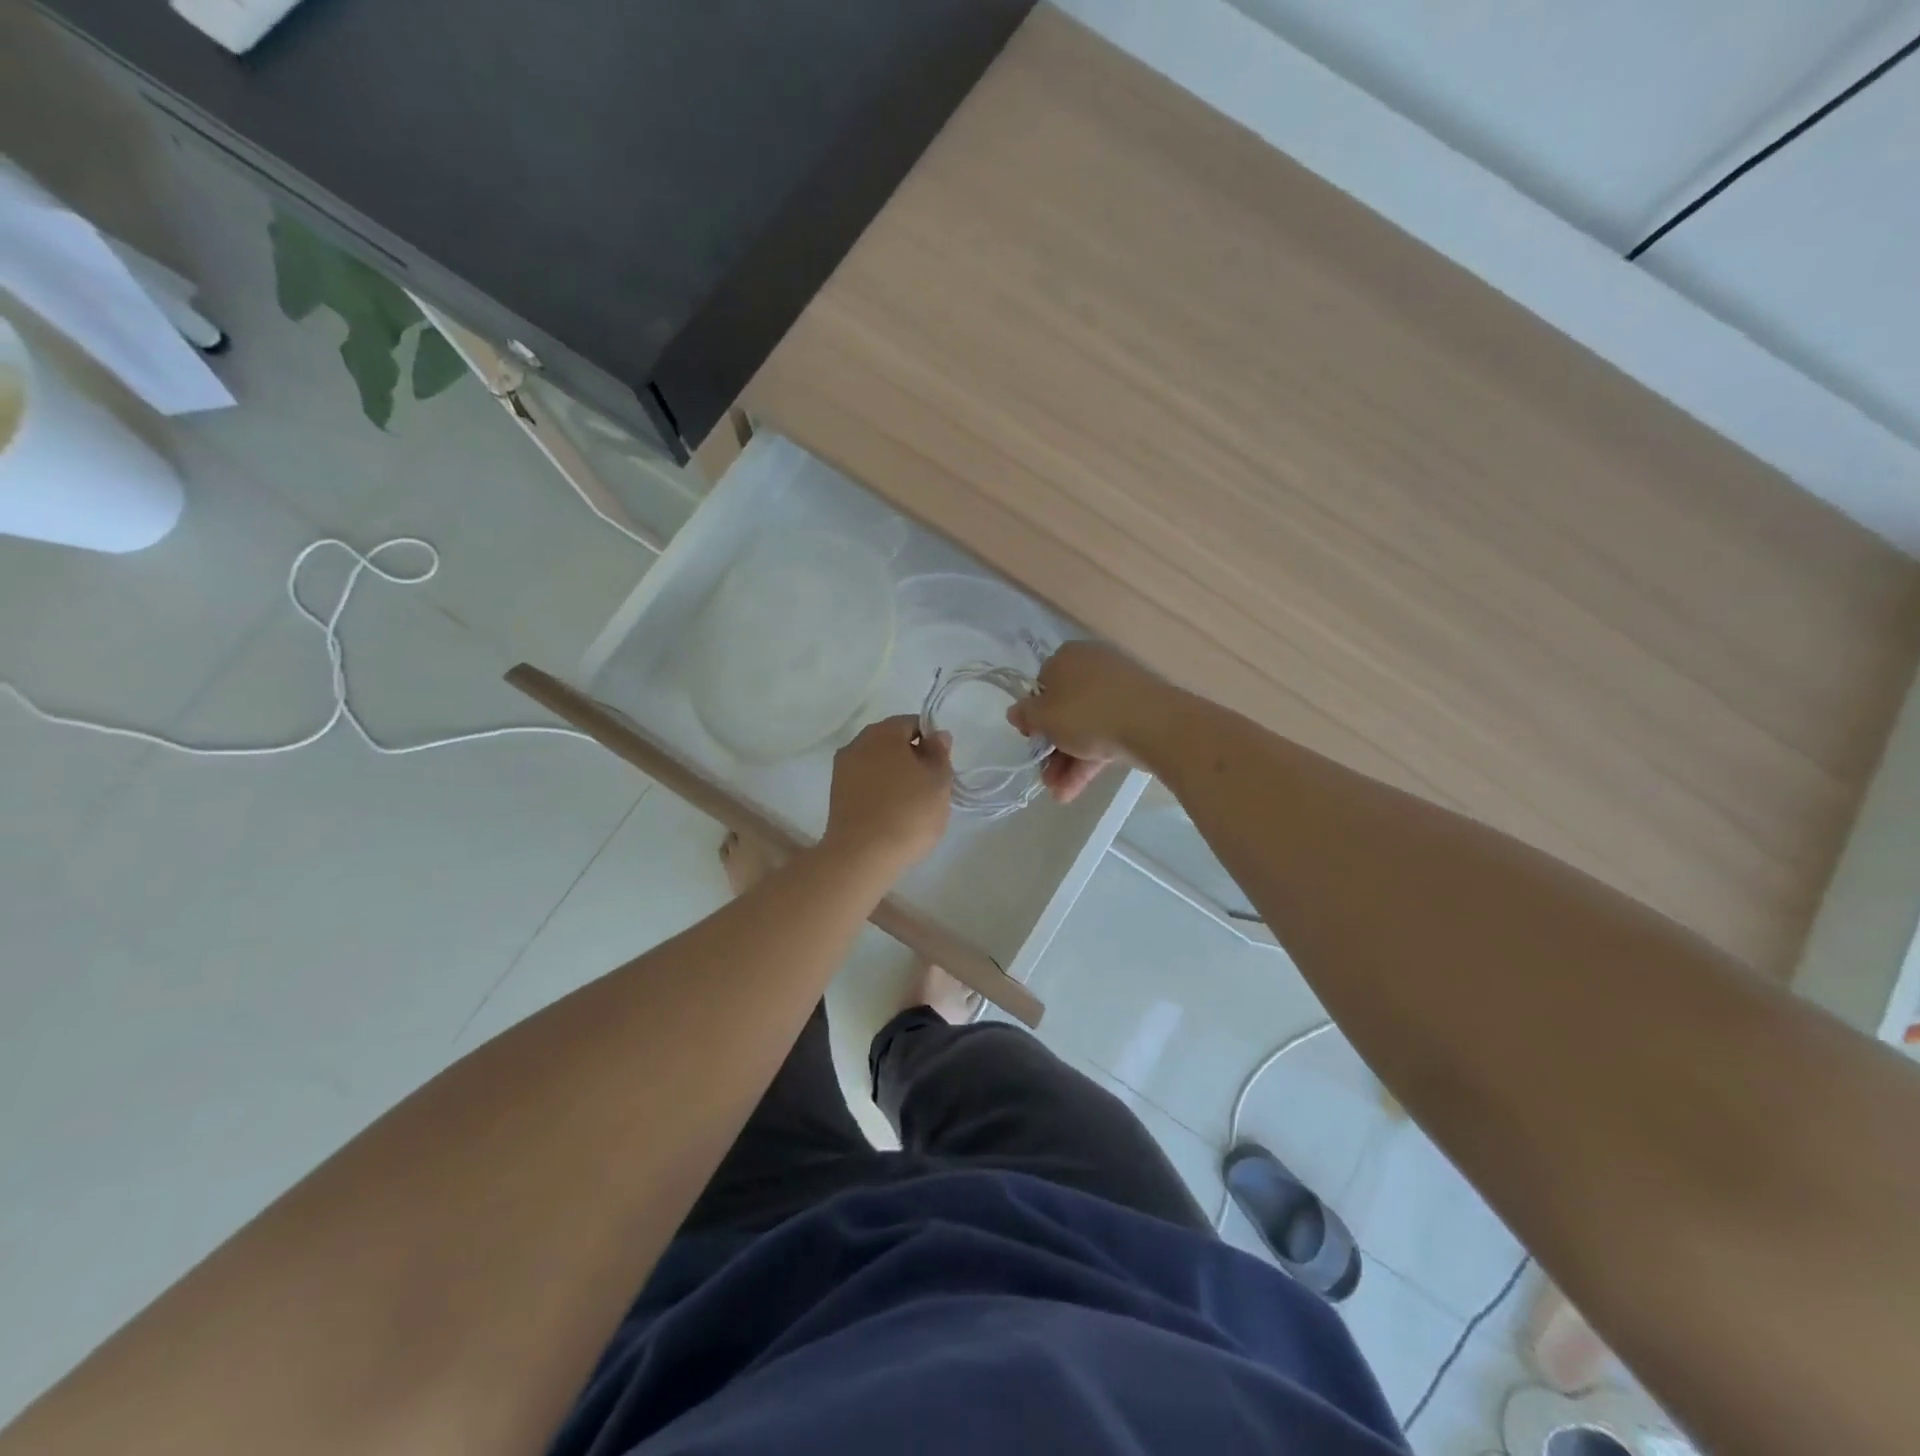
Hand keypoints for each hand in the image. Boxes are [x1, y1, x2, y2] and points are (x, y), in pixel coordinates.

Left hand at [822, 716, 953, 872]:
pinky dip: (879, 790)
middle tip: (929, 786)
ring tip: (911, 803)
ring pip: (877, 762)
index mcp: (883, 732)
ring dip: (894, 774)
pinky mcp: (836, 794)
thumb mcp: (939, 782)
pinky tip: (891, 813)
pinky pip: (865, 782)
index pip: (912, 723)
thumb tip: (937, 735)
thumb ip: (940, 753)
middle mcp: (858, 743)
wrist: (862, 856)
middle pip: (891, 741)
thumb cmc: (908, 813)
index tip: (941, 766)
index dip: (931, 741)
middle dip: (912, 757)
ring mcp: (842, 769)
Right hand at [1007, 642, 1175, 802]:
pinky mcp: (1138, 712)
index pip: (1041, 685)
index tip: (1032, 738)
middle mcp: (1093, 667)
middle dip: (1052, 748)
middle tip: (1045, 775)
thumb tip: (1015, 711)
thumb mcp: (1045, 717)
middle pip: (1064, 710)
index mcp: (1067, 657)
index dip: (1034, 715)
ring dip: (1068, 761)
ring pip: (1085, 726)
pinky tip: (1075, 790)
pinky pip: (1106, 733)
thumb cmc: (1088, 714)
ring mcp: (1119, 690)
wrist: (1155, 724)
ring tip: (1060, 794)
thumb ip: (1026, 715)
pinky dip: (1090, 759)